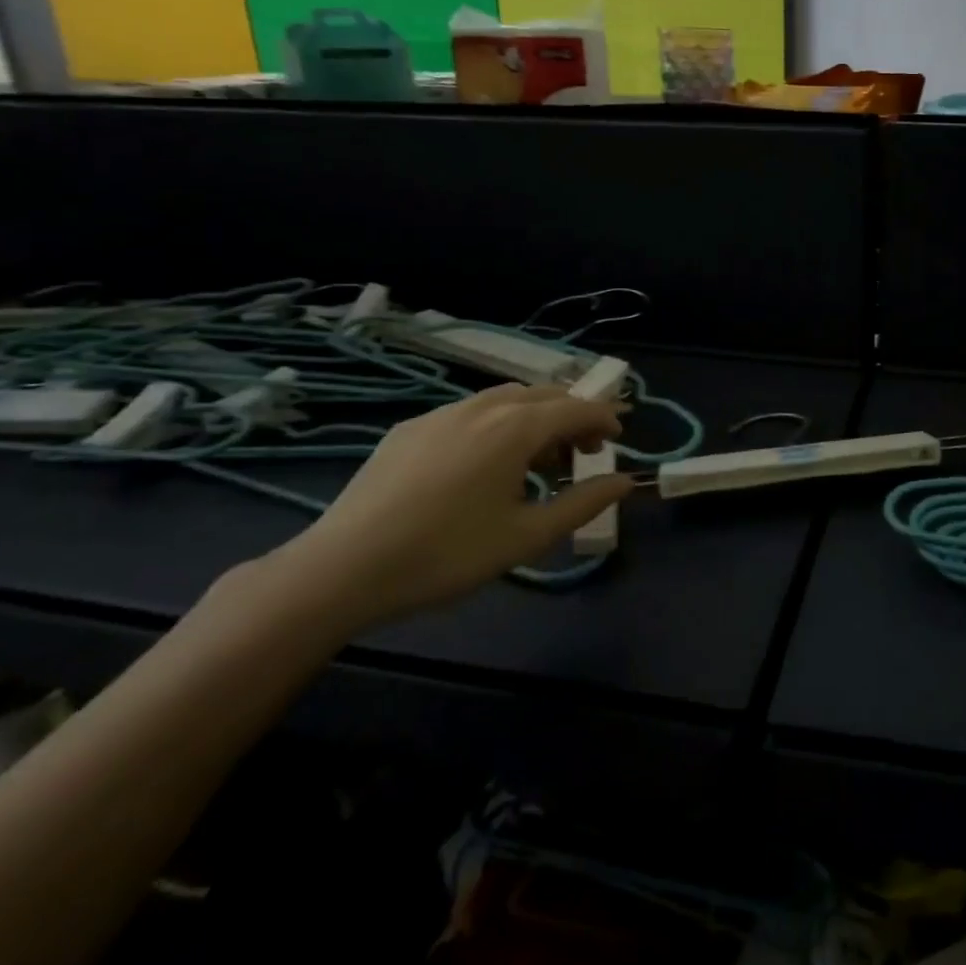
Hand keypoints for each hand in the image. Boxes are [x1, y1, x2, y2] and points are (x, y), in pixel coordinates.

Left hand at [261, 384, 632, 632]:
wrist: (341, 569)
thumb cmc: (446, 554)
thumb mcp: (526, 537)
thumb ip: (583, 503)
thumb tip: (624, 481)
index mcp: (515, 428)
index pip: (576, 407)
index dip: (604, 417)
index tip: (618, 437)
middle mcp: (481, 407)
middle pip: (543, 395)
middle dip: (571, 415)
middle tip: (582, 452)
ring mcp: (440, 414)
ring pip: (504, 399)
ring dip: (534, 418)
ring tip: (536, 460)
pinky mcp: (409, 429)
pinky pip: (469, 413)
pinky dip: (496, 425)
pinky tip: (483, 465)